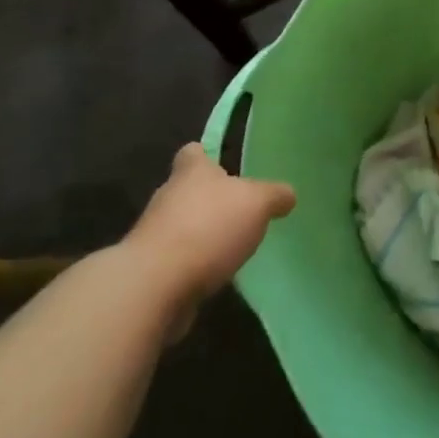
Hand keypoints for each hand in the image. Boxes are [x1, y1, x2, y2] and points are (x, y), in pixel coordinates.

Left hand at [125, 144, 295, 325]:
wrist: (154, 285)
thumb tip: (288, 195)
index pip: (193, 152)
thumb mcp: (257, 203)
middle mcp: (168, 197)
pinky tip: (215, 275)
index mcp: (191, 172)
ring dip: (201, 233)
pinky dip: (193, 264)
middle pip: (187, 189)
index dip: (205, 154)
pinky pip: (177, 259)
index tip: (221, 163)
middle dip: (208, 198)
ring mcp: (154, 235)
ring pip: (181, 225)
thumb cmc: (208, 228)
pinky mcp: (150, 270)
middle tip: (238, 208)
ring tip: (231, 245)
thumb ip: (274, 195)